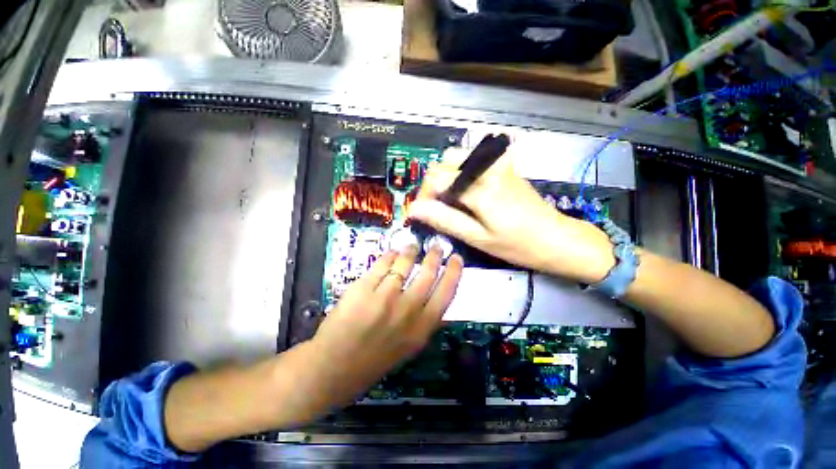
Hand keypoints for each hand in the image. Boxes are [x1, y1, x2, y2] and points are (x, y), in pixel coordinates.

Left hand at [310, 244, 462, 406]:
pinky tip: (391, 254)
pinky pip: (382, 264)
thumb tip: (437, 295)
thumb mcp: (409, 345)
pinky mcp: (363, 289)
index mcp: (422, 328)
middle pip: (428, 274)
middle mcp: (407, 310)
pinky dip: (389, 255)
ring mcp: (385, 298)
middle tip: (436, 247)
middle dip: (435, 256)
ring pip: (405, 264)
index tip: (457, 258)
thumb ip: (424, 321)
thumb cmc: (375, 358)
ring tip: (412, 247)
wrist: (336, 367)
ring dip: (411, 251)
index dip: (454, 272)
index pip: (447, 293)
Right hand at [408, 147, 613, 283]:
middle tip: (437, 205)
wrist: (558, 239)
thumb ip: (446, 220)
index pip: (438, 178)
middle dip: (435, 181)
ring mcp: (500, 166)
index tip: (422, 212)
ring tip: (451, 198)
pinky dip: (464, 170)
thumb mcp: (478, 238)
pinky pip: (477, 159)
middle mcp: (489, 170)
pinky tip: (468, 189)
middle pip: (447, 160)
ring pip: (462, 155)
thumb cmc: (518, 245)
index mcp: (481, 189)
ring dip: (449, 174)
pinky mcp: (507, 168)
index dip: (424, 194)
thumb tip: (416, 210)